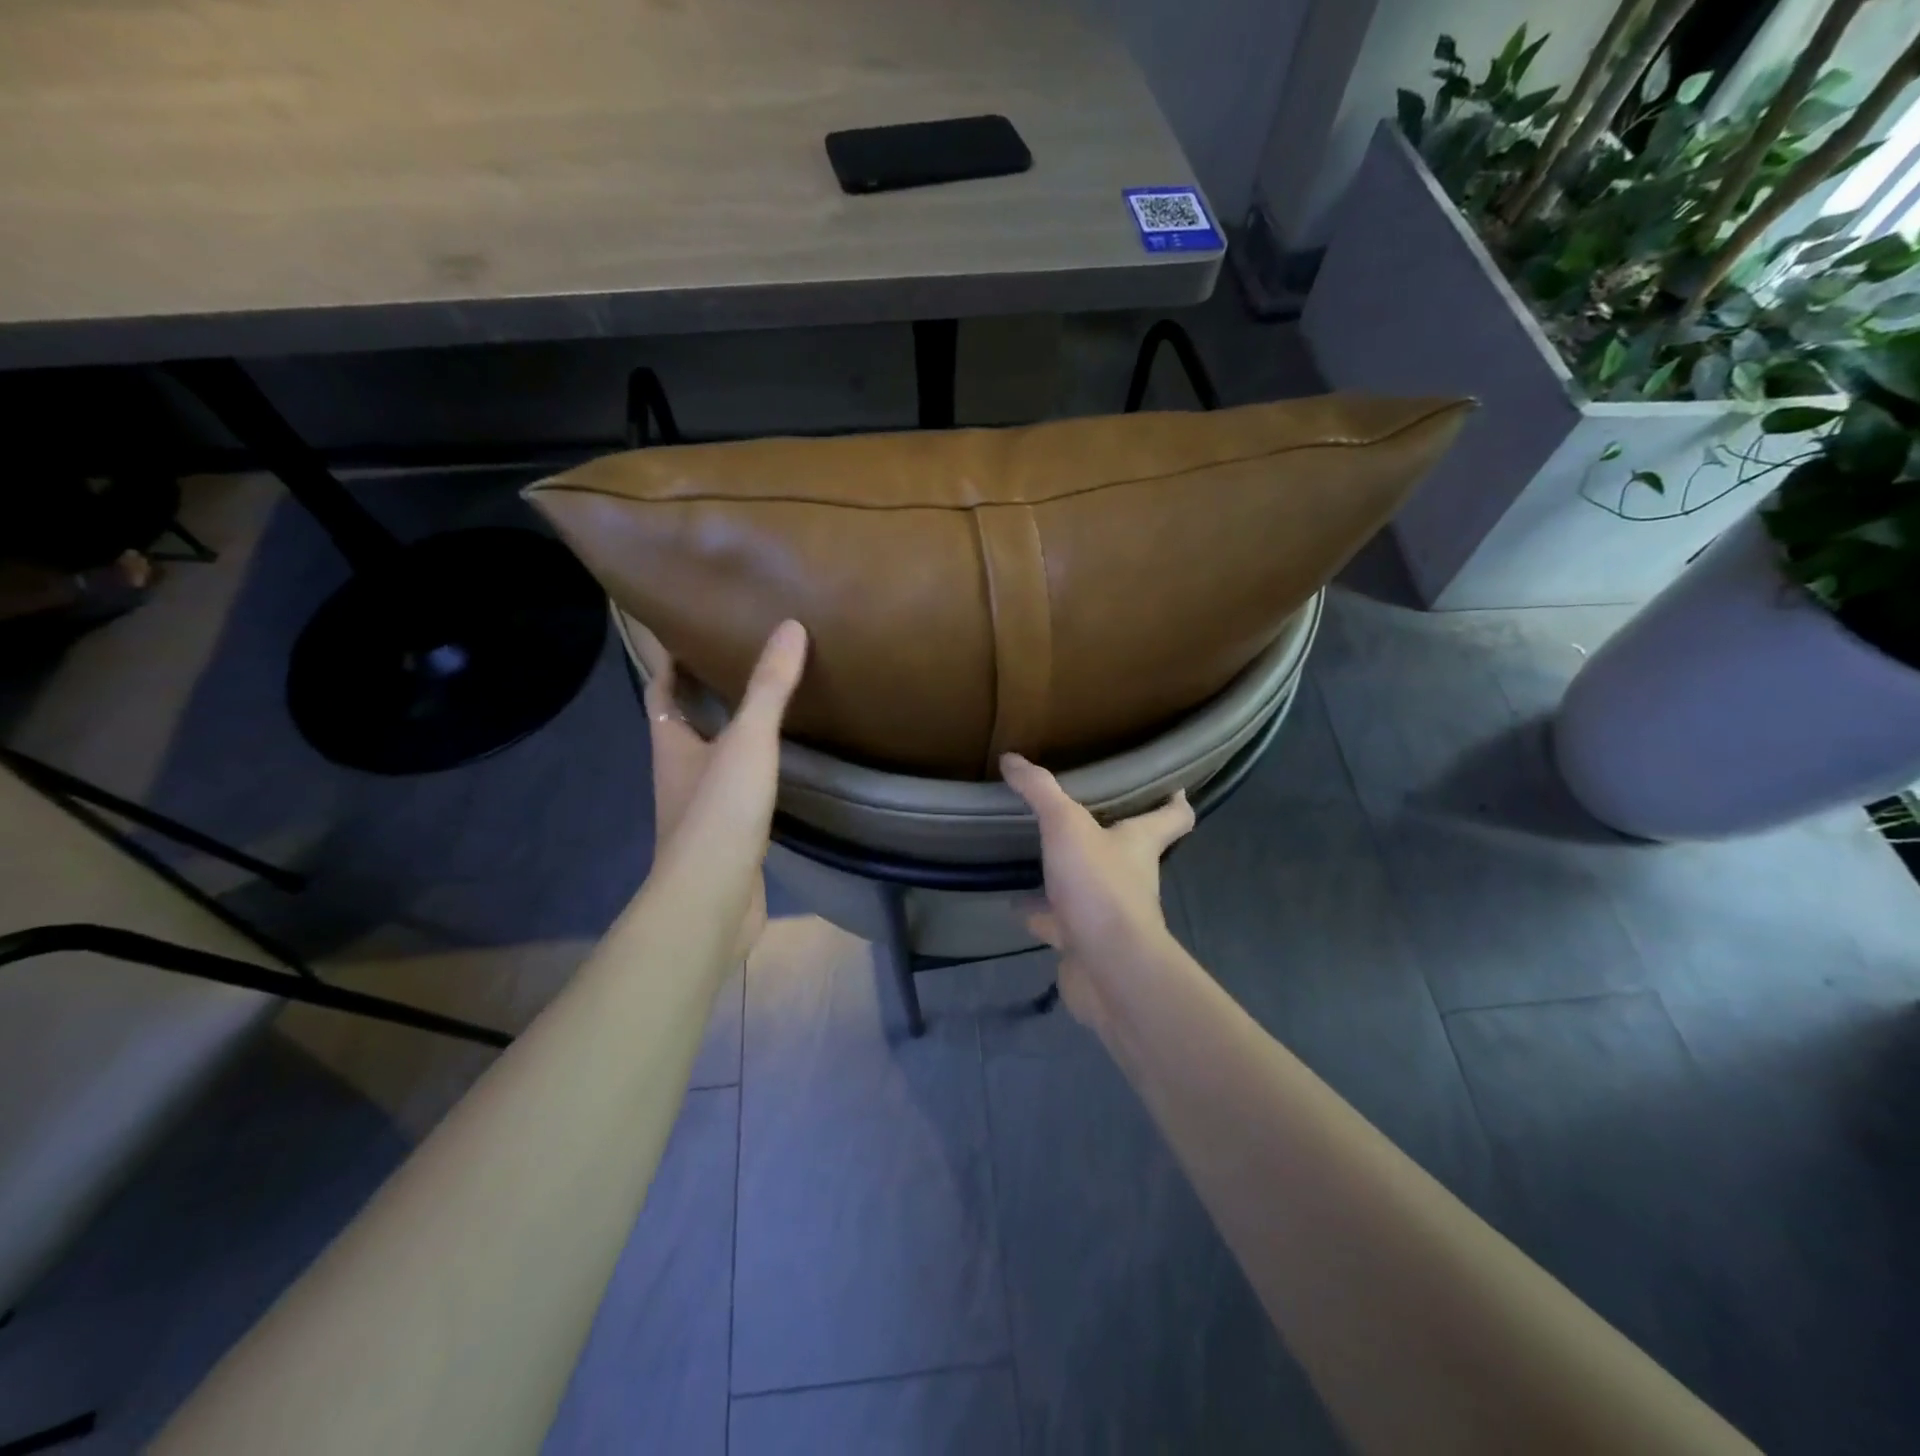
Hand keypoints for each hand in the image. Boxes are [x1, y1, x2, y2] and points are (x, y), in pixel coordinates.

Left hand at [645, 621, 807, 960]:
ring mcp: (700, 809)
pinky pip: (735, 792)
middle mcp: (678, 773)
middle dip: (702, 694)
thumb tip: (789, 627)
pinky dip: (750, 772)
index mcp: (671, 744)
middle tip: (739, 661)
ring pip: (711, 759)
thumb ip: (769, 687)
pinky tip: (779, 768)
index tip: (685, 630)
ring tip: (764, 707)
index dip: (668, 661)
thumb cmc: (719, 811)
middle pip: (683, 724)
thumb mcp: (748, 740)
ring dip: (728, 734)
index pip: (660, 690)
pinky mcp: (725, 838)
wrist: (712, 899)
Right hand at [1000, 752, 1193, 1033]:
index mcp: (1140, 843)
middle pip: (1129, 849)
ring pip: (1090, 886)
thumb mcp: (1066, 826)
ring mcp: (1109, 913)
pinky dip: (1039, 913)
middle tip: (1078, 811)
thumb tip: (1012, 758)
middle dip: (1108, 832)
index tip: (1172, 785)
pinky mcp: (1085, 943)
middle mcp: (1131, 876)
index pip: (1174, 817)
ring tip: (1035, 853)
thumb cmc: (1099, 887)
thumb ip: (1040, 791)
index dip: (1175, 800)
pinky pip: (1059, 922)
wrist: (1108, 968)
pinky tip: (1014, 902)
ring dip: (1068, 873)